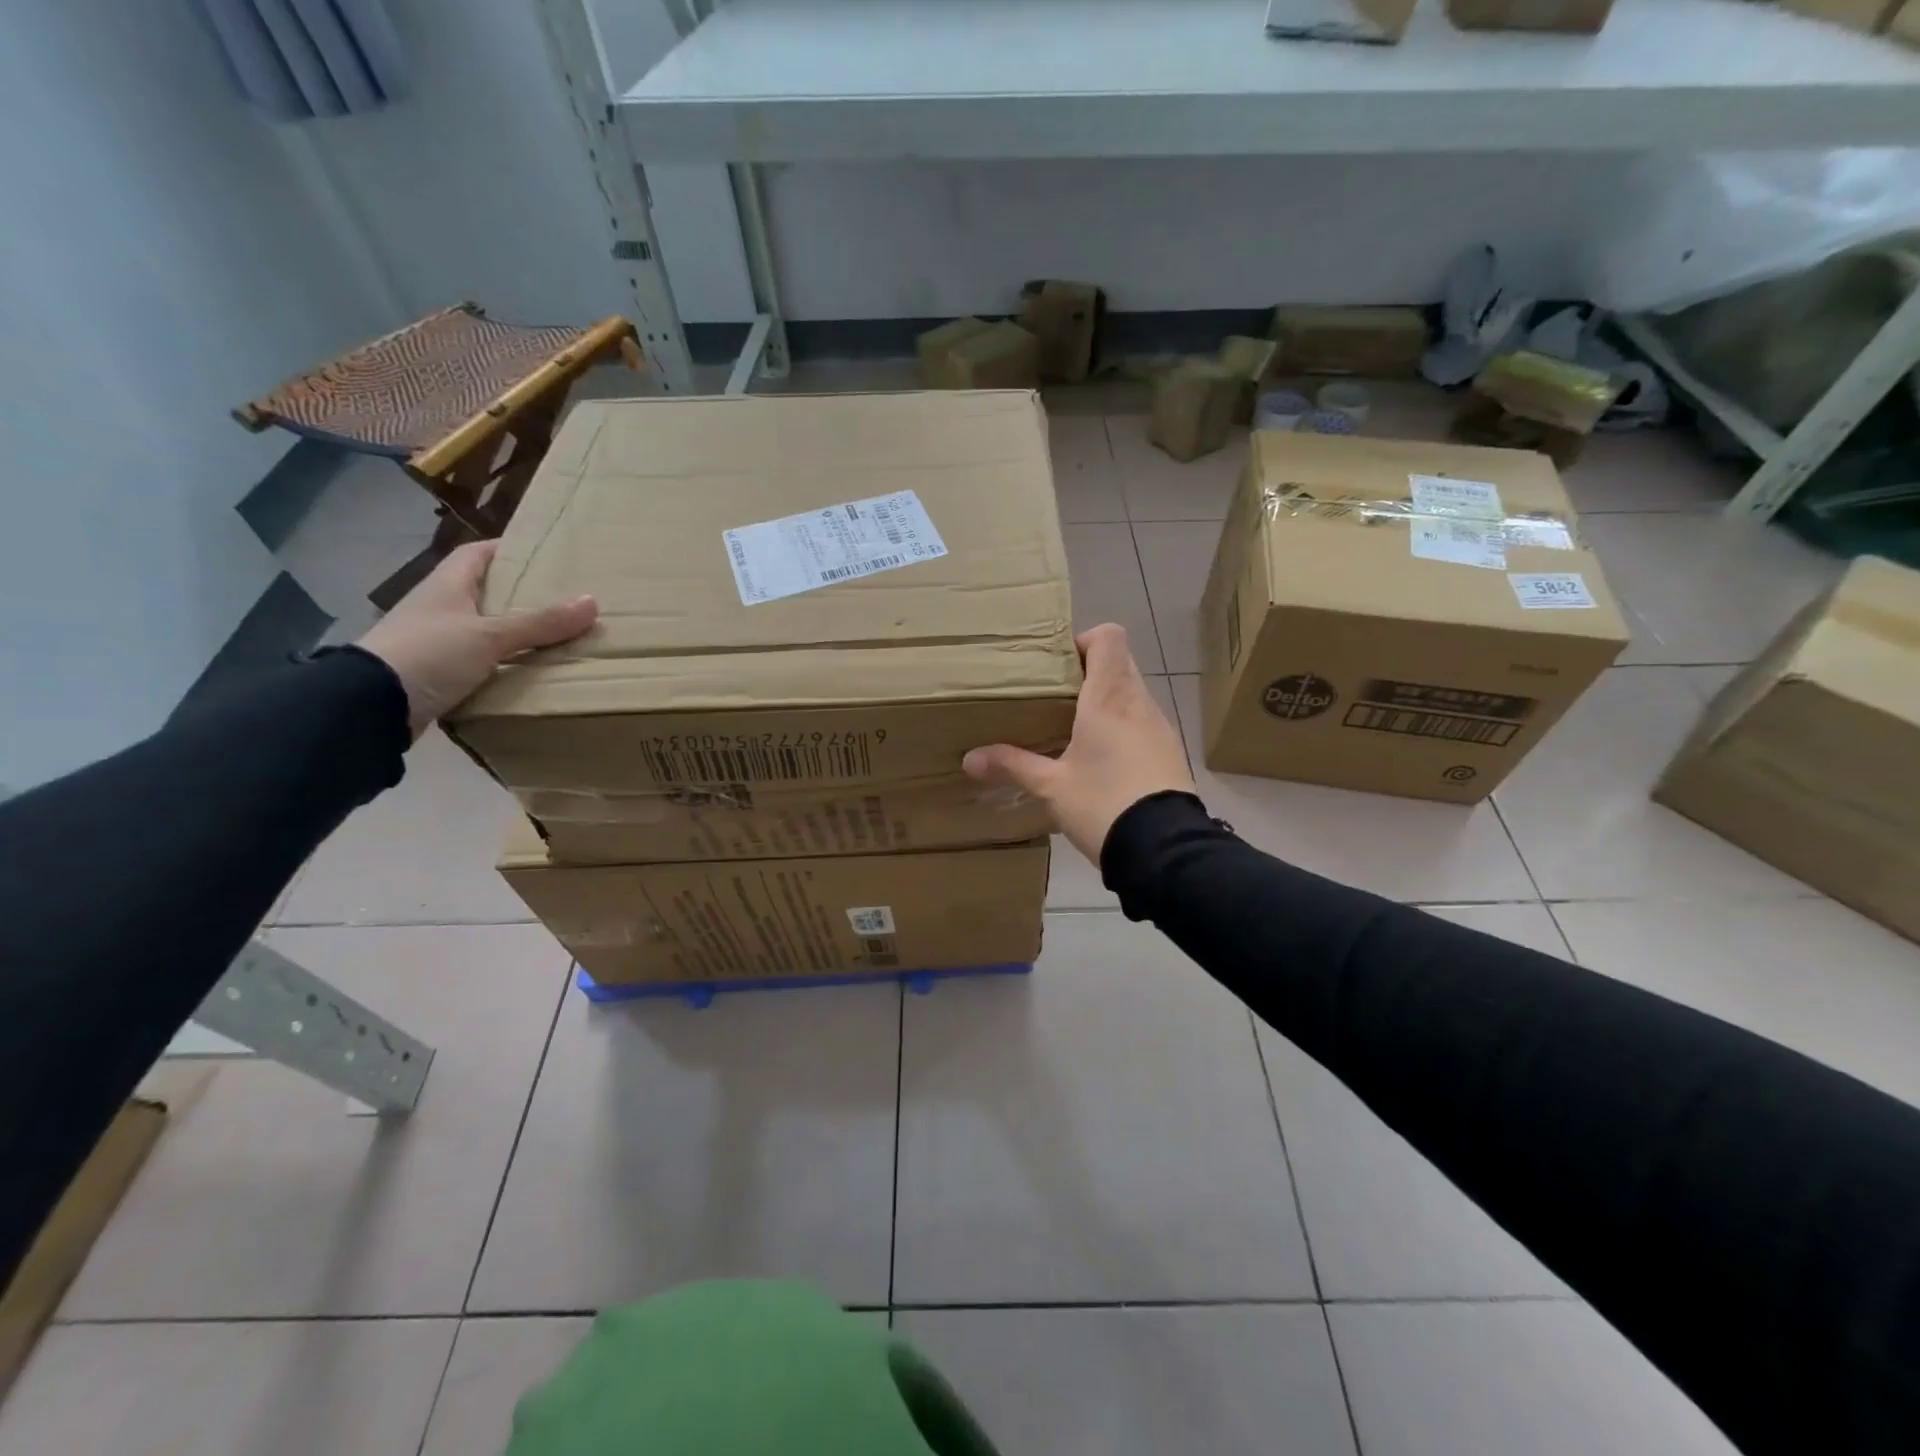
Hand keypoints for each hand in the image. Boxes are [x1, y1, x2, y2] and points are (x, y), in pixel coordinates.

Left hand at [357, 540, 597, 736]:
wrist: (371, 705)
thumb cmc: (430, 653)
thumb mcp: (490, 635)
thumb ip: (540, 622)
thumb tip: (592, 602)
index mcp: (446, 586)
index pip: (476, 554)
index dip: (508, 550)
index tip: (544, 555)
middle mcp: (439, 608)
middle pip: (484, 592)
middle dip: (520, 595)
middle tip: (562, 599)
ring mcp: (435, 642)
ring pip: (483, 629)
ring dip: (514, 633)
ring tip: (556, 637)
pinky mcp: (436, 673)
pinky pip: (479, 661)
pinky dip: (503, 663)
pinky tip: (529, 671)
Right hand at [963, 623, 1195, 863]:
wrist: (1164, 849)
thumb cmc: (1103, 803)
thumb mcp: (1051, 787)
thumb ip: (1012, 766)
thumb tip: (970, 759)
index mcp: (1109, 697)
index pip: (1108, 637)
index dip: (1084, 640)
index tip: (1057, 666)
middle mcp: (1139, 702)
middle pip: (1119, 662)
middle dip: (1088, 672)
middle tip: (1055, 698)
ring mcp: (1160, 727)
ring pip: (1132, 693)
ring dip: (1106, 700)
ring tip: (1074, 728)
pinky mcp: (1169, 752)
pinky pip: (1143, 722)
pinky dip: (1122, 726)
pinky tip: (1102, 759)